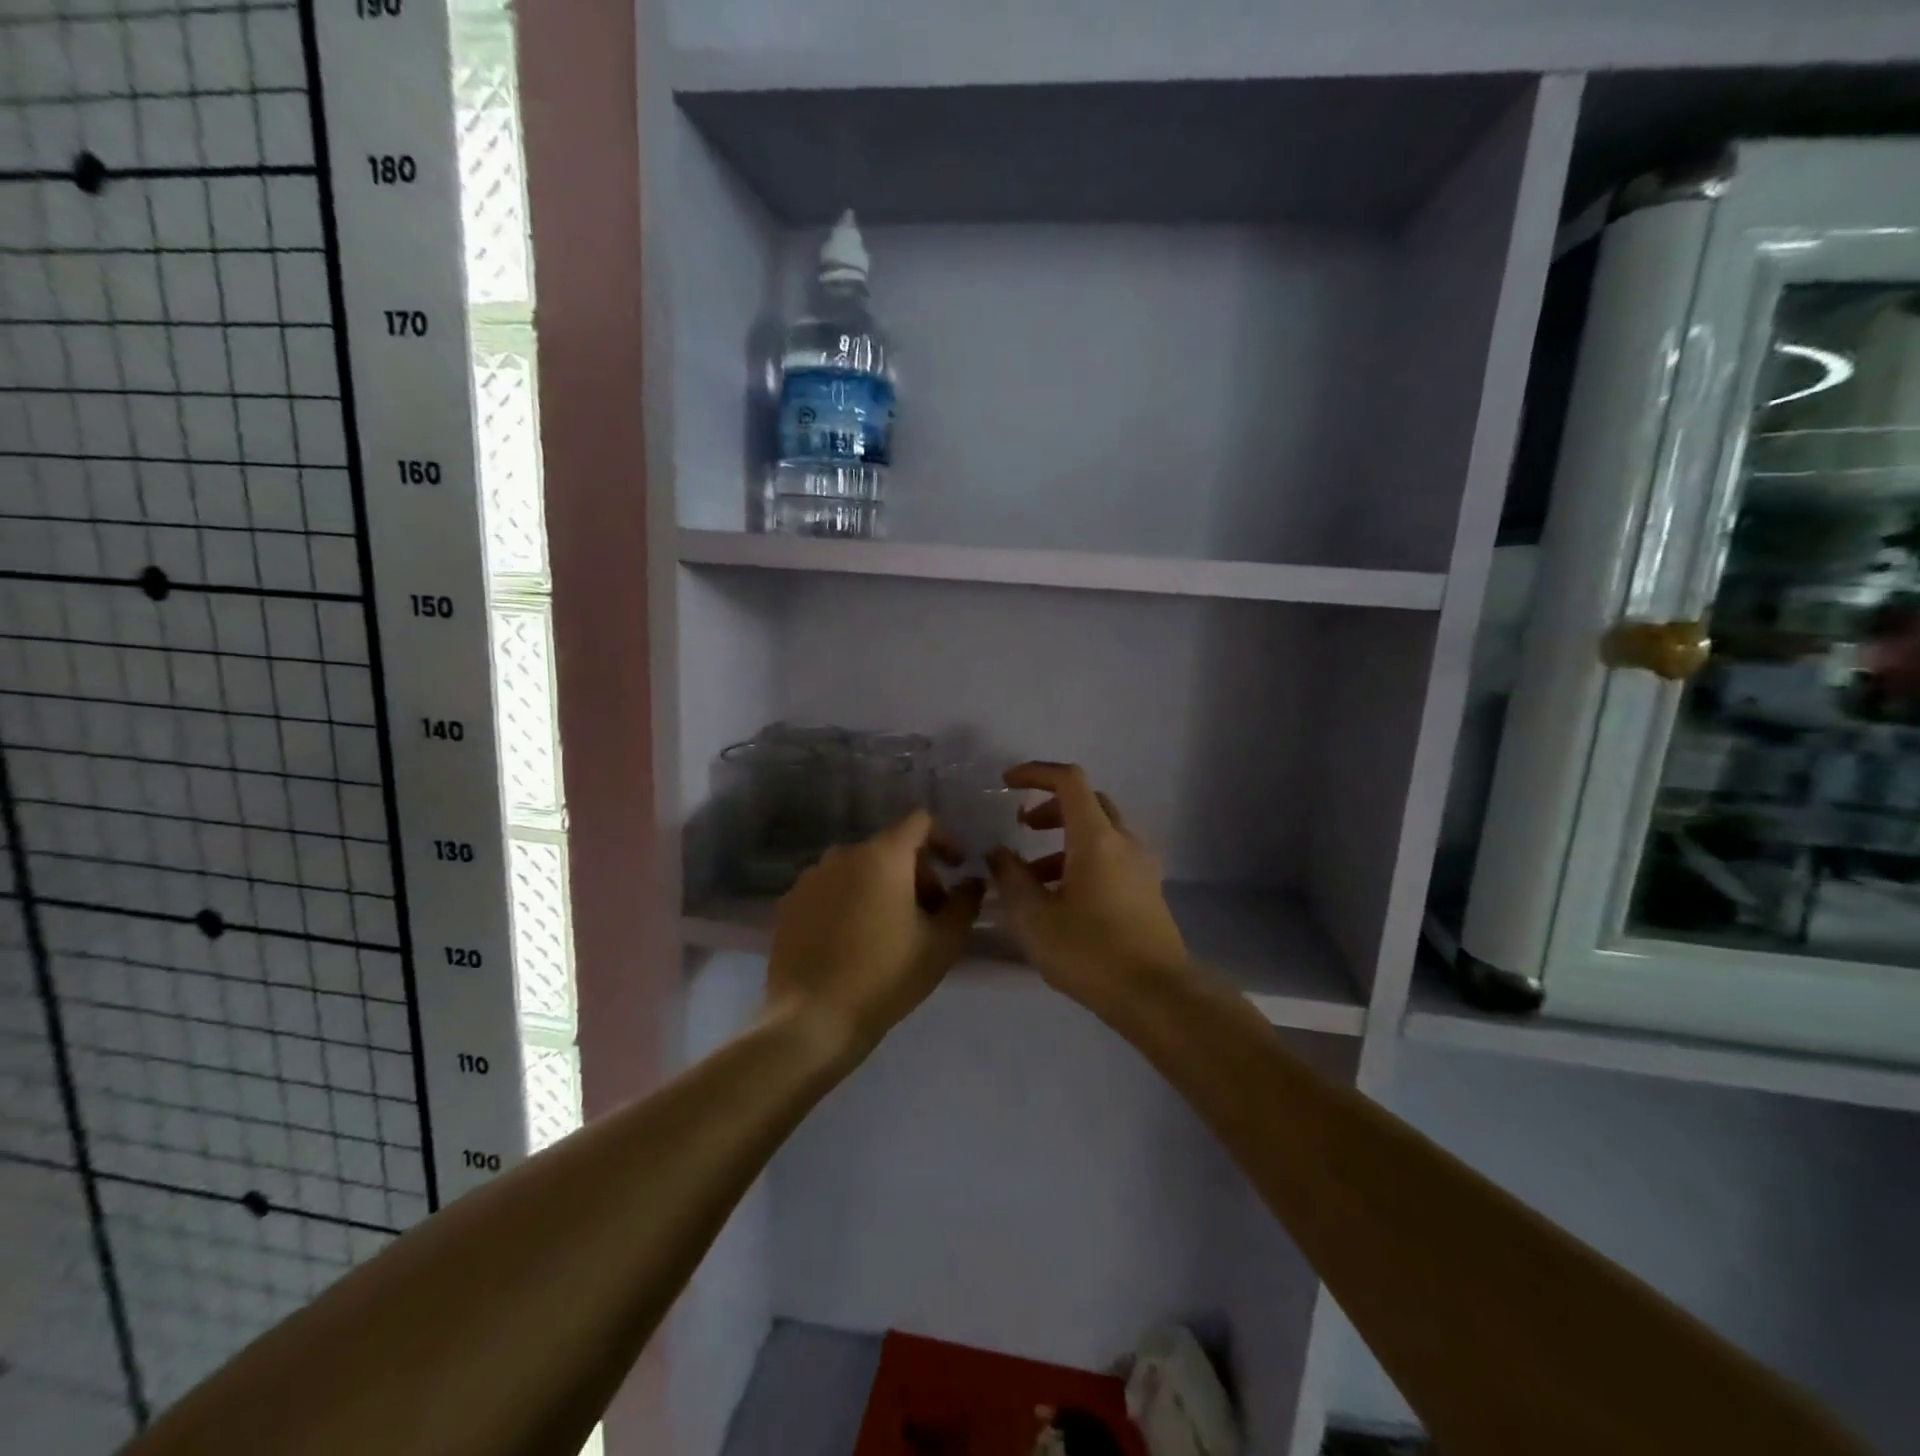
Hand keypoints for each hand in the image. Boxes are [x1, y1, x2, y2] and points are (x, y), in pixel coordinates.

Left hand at [766, 810, 984, 1055]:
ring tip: (891, 932)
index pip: (919, 822)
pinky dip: (849, 903)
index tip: (956, 868)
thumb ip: (965, 903)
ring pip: (858, 870)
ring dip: (882, 888)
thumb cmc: (884, 976)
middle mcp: (842, 854)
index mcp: (882, 855)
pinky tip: (853, 943)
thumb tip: (972, 881)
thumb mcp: (942, 943)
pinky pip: (830, 890)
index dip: (945, 839)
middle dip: (916, 873)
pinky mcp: (789, 904)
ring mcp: (810, 878)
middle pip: (890, 848)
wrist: (811, 1019)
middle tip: (930, 916)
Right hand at [987, 762, 1189, 1007]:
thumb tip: (998, 854)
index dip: (1036, 773)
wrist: (1156, 995)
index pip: (1069, 780)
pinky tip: (1062, 899)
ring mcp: (1141, 866)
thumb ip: (1010, 879)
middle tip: (1023, 828)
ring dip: (1064, 841)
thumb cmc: (1090, 952)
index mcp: (1096, 838)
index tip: (1007, 783)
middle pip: (1087, 803)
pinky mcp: (1148, 890)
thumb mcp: (1034, 918)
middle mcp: (1124, 841)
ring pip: (1100, 834)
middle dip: (1051, 808)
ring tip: (1032, 877)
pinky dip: (1083, 861)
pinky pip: (1112, 858)